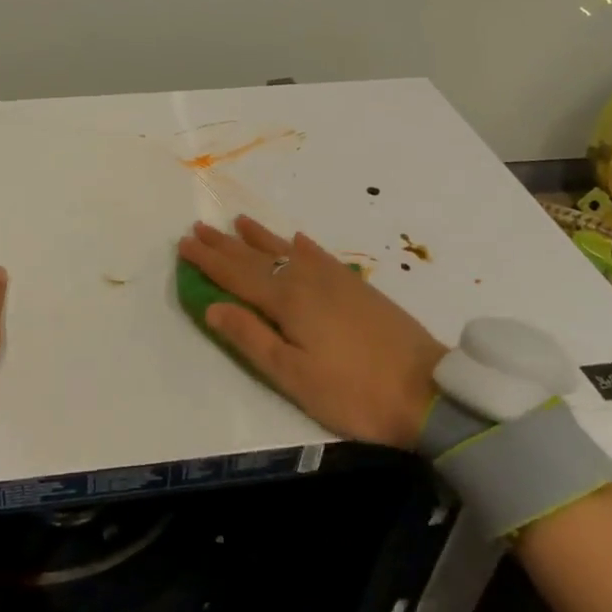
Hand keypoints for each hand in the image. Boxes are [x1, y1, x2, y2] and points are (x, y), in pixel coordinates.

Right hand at [178, 216, 446, 448]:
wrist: (427, 390)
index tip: (184, 243)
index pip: (236, 275)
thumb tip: (212, 307)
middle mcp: (306, 280)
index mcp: (286, 301)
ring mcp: (334, 280)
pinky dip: (302, 245)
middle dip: (224, 244)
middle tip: (199, 227)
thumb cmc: (353, 391)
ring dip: (258, 237)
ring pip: (286, 250)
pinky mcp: (357, 286)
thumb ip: (251, 338)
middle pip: (256, 257)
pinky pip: (320, 254)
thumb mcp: (293, 376)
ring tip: (238, 221)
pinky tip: (298, 238)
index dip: (208, 260)